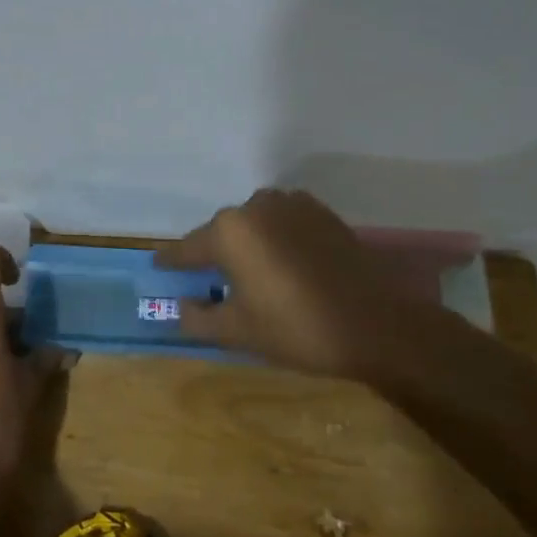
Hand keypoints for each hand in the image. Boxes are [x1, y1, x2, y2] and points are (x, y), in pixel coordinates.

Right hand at [156, 188, 417, 380]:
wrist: (378, 325)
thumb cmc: (298, 328)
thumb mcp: (237, 332)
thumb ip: (197, 317)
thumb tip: (181, 304)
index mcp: (230, 231)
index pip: (187, 248)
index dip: (171, 262)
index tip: (157, 267)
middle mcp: (257, 206)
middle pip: (222, 234)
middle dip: (212, 256)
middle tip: (208, 284)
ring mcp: (293, 205)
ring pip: (254, 227)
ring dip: (247, 247)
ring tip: (250, 278)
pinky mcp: (322, 213)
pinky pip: (282, 225)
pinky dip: (274, 242)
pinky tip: (283, 269)